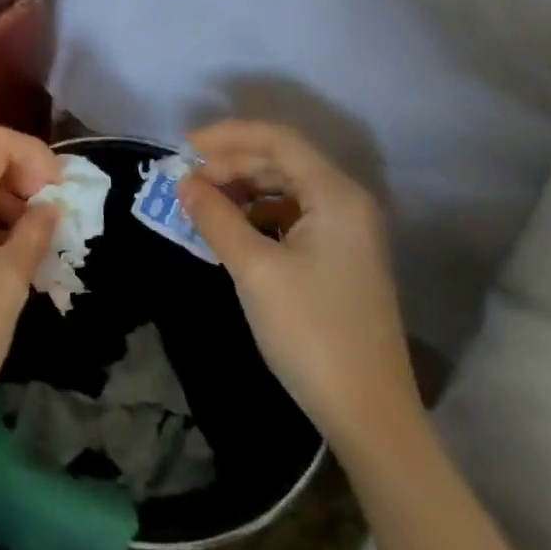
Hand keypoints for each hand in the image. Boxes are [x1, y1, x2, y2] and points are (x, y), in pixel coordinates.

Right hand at [177, 120, 419, 454]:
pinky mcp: (340, 260)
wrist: (367, 413)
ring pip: (286, 189)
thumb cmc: (310, 331)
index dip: (228, 136)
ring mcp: (347, 233)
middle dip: (232, 164)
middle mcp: (347, 204)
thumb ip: (216, 217)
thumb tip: (184, 182)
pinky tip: (231, 232)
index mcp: (336, 196)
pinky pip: (292, 217)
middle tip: (188, 182)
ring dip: (242, 190)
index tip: (183, 147)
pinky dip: (257, 215)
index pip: (278, 140)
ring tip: (203, 205)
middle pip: (283, 162)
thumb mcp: (254, 269)